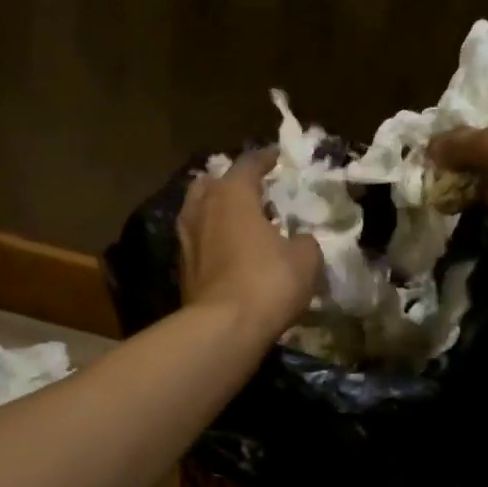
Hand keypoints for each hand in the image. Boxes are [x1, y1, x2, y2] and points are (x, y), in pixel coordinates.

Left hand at [178, 150, 322, 337]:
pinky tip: (228, 249)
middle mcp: (202, 209)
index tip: (277, 158)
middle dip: (230, 182)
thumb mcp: (305, 259)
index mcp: (232, 195)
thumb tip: (301, 240)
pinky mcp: (182, 269)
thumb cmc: (268, 282)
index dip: (265, 159)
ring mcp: (187, 240)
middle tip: (252, 190)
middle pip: (212, 183)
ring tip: (237, 219)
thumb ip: (305, 241)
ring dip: (216, 210)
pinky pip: (198, 241)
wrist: (224, 328)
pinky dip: (212, 239)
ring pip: (198, 211)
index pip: (248, 164)